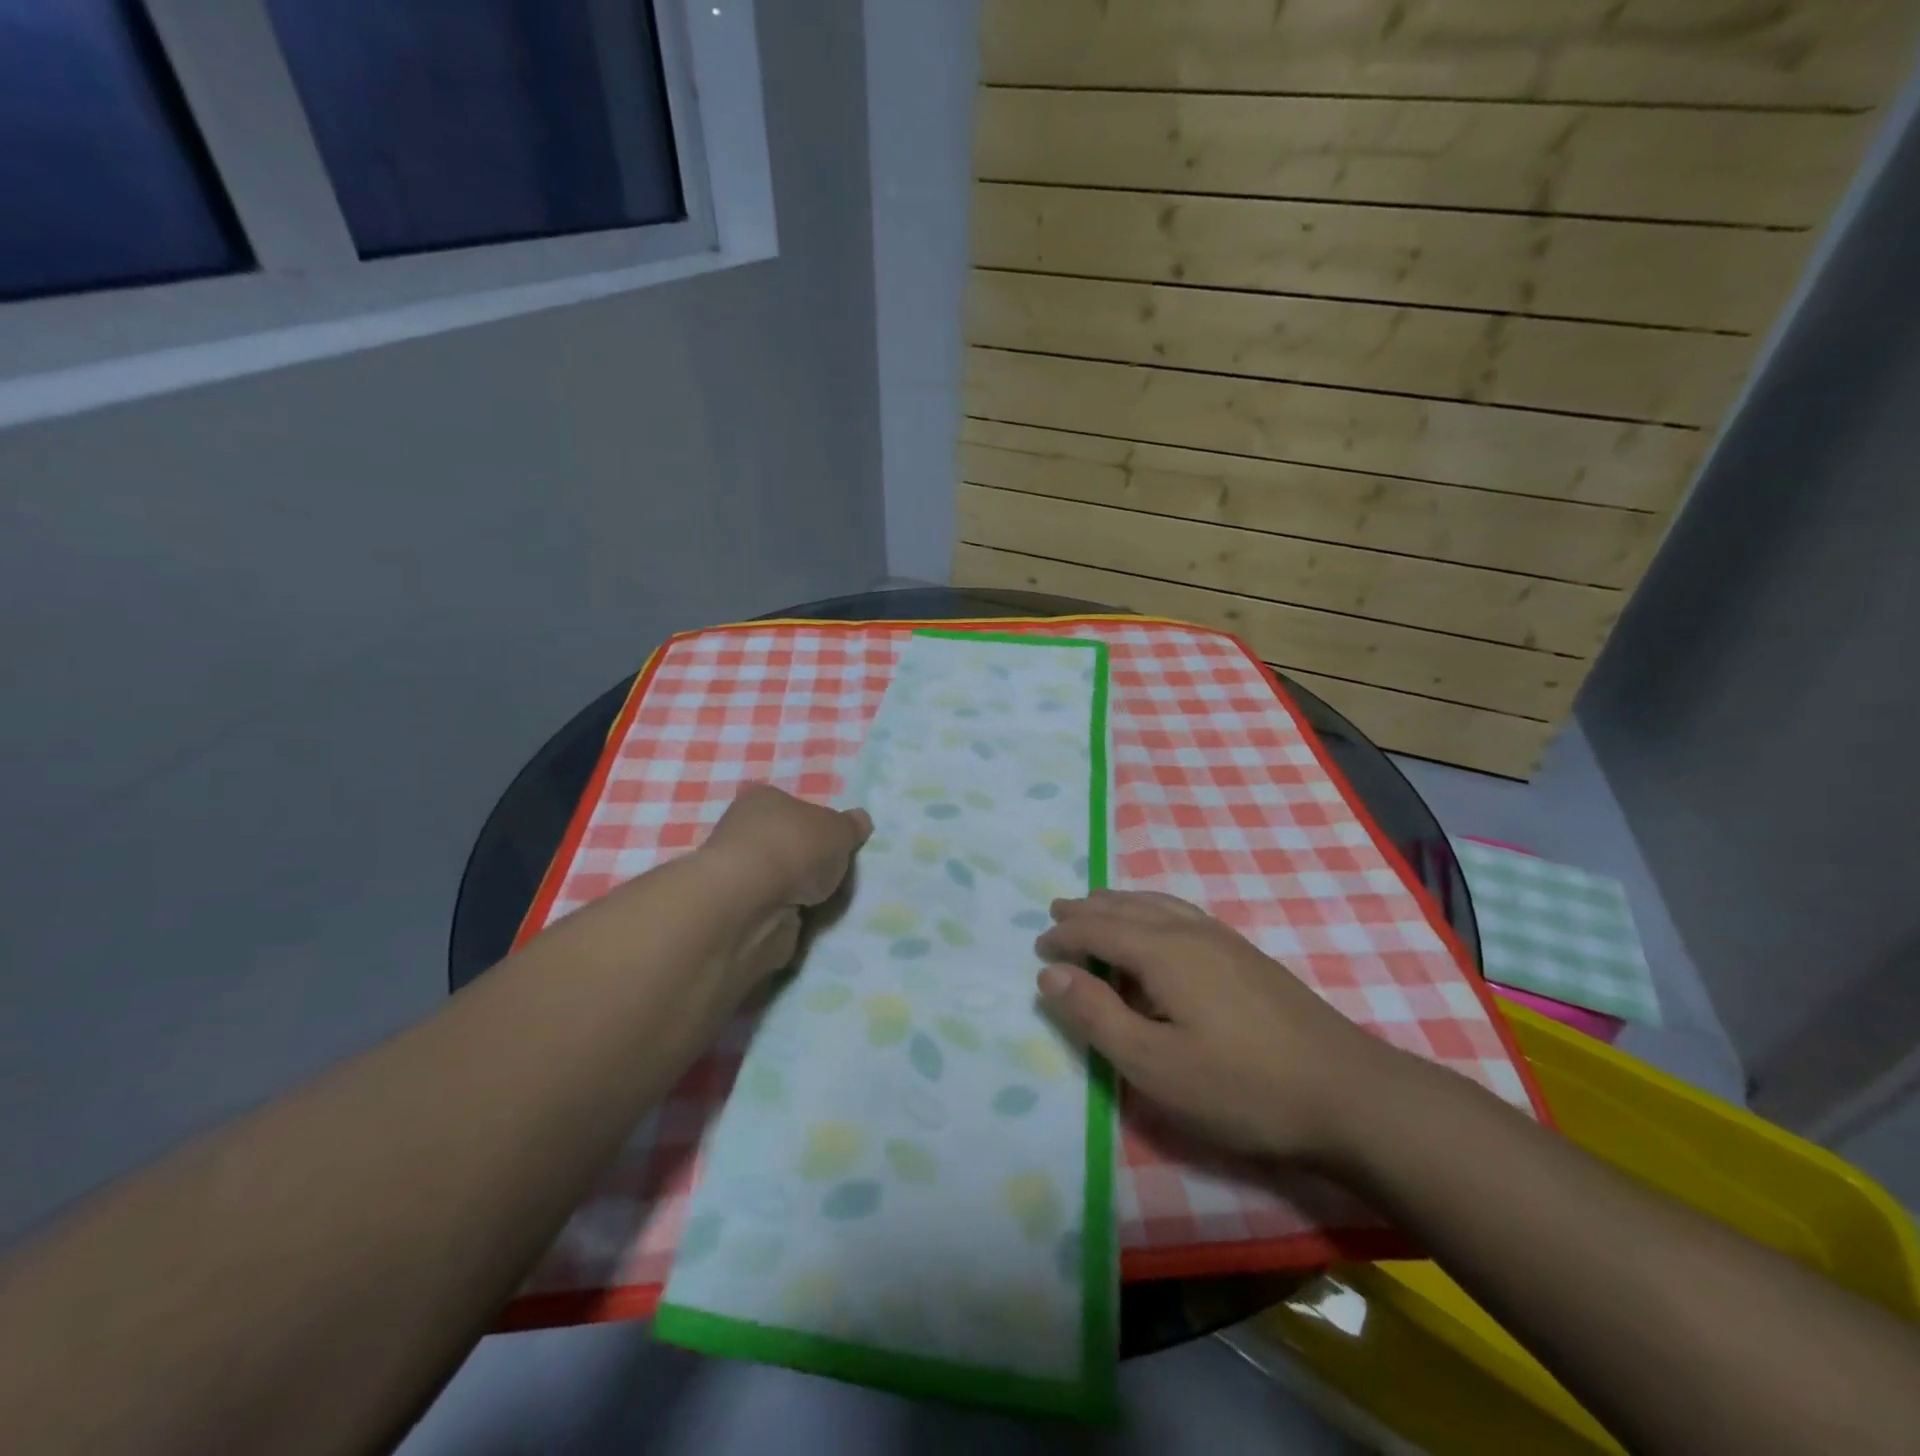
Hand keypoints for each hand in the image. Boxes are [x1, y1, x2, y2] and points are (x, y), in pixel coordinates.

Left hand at [696, 784, 871, 982]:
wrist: (751, 903)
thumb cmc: (795, 848)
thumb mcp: (839, 830)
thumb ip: (850, 827)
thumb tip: (860, 820)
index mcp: (763, 799)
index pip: (791, 805)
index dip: (814, 822)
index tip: (834, 842)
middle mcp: (743, 830)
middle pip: (783, 842)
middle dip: (805, 859)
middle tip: (833, 873)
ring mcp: (736, 873)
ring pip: (775, 879)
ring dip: (795, 891)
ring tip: (824, 901)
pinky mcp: (734, 910)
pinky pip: (770, 909)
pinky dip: (784, 915)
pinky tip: (803, 920)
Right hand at [1035, 889, 1410, 1163]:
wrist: (1350, 1095)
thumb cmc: (1241, 1087)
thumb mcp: (1154, 1065)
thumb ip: (1097, 1016)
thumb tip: (1049, 976)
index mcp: (1163, 951)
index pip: (1098, 929)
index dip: (1065, 935)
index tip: (1038, 947)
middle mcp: (1191, 931)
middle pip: (1127, 907)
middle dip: (1089, 909)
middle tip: (1058, 913)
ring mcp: (1225, 940)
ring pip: (1159, 905)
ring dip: (1121, 905)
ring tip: (1099, 908)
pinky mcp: (1248, 956)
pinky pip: (1183, 915)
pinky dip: (1153, 911)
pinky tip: (1160, 928)